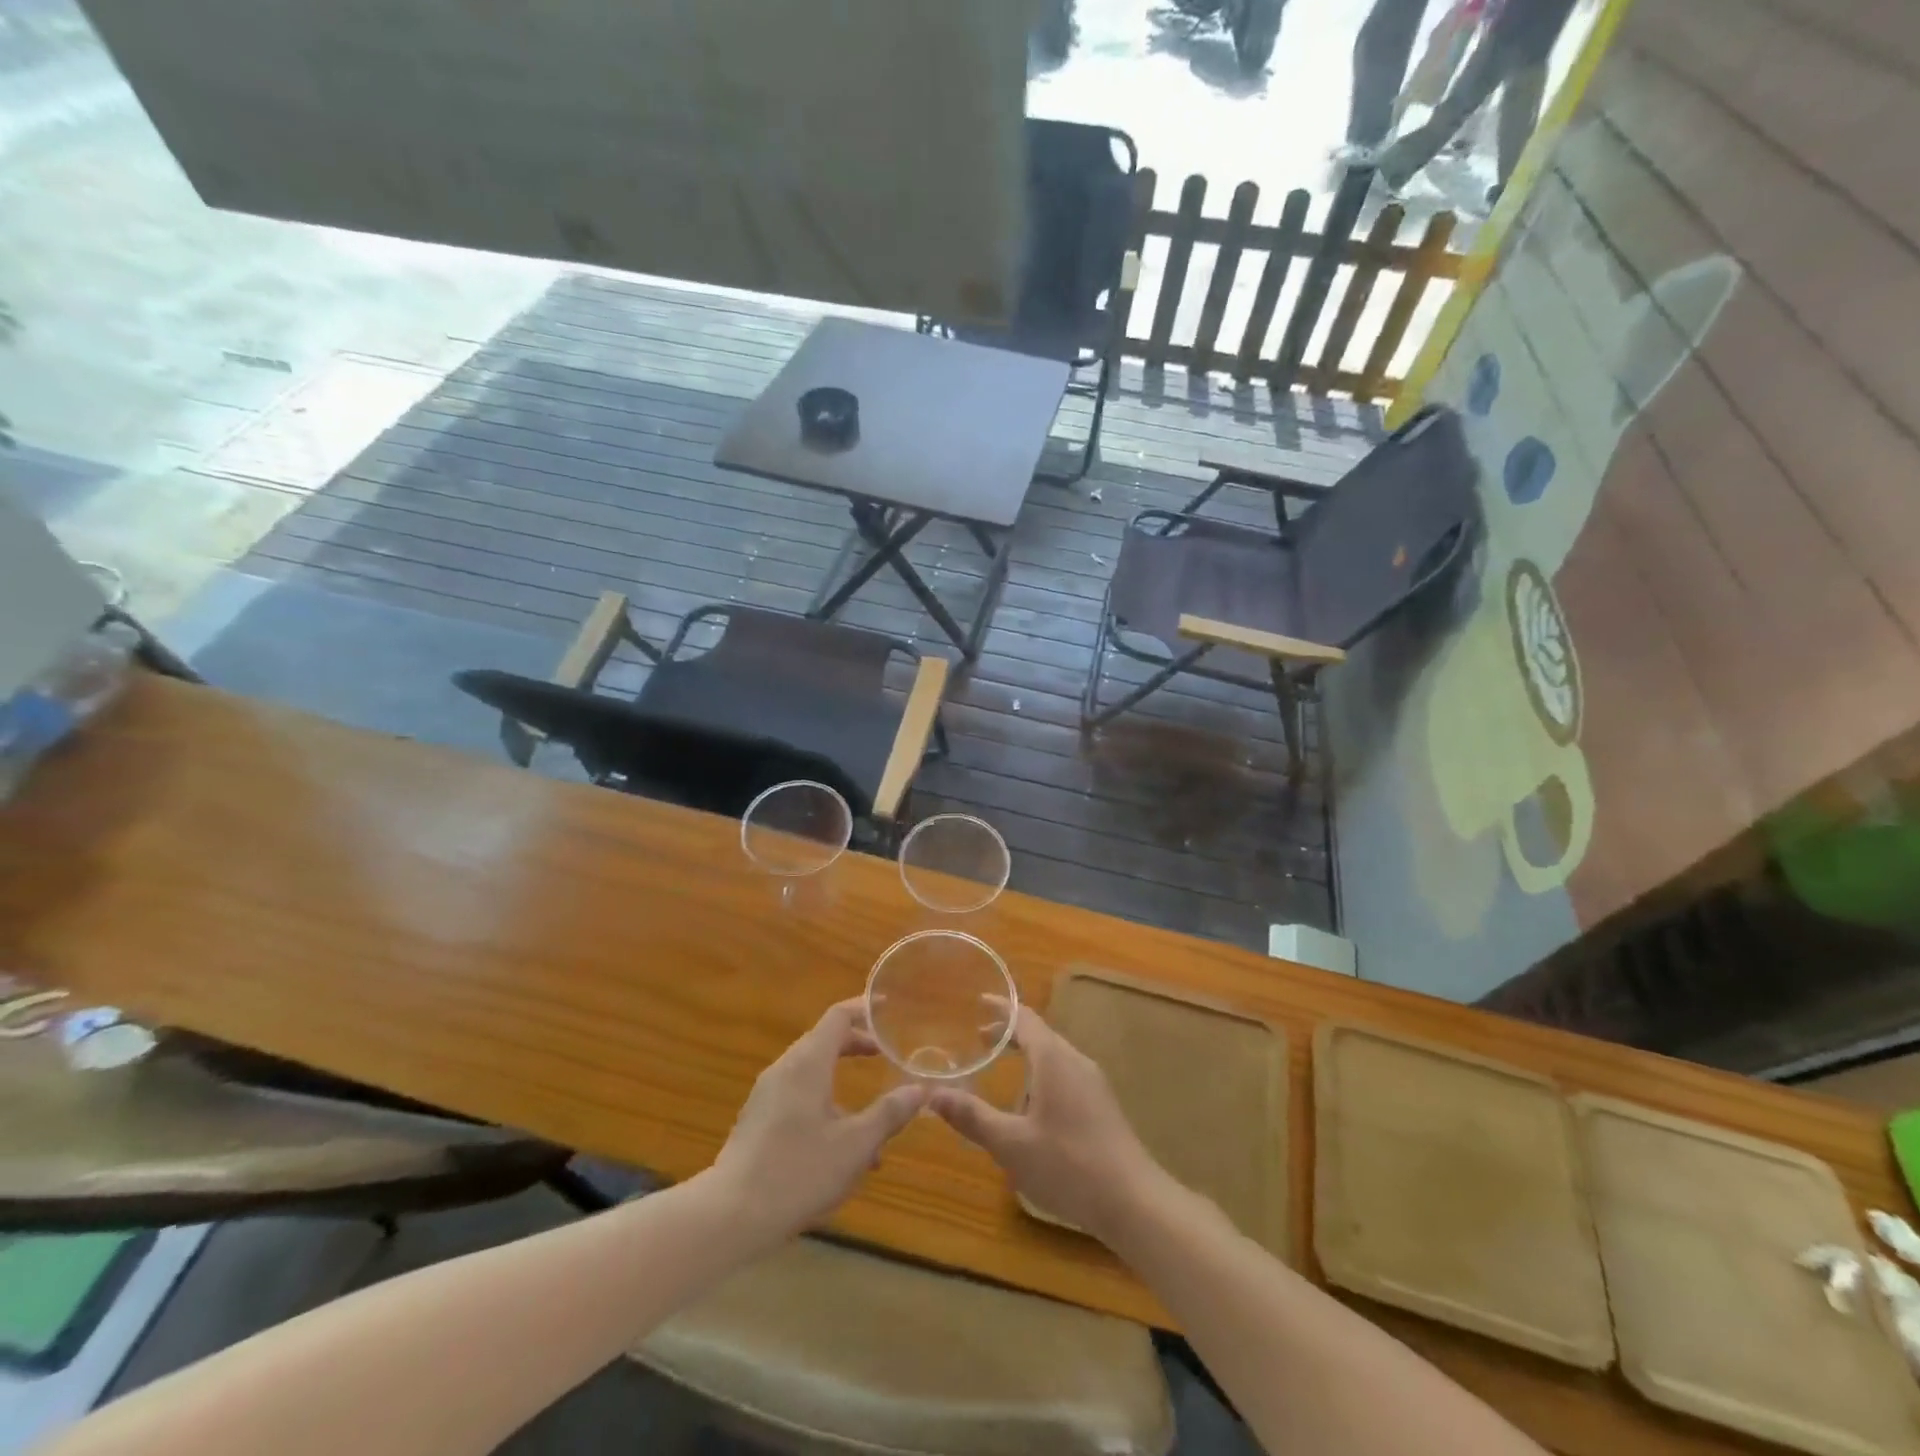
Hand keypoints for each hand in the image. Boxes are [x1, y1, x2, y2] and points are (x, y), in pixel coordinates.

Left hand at [711, 999, 926, 1244]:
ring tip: (874, 1122)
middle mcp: (785, 1069)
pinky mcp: (758, 1121)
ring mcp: (767, 1095)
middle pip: (824, 1041)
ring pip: (812, 1074)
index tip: (888, 1009)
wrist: (729, 1216)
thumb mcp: (855, 1146)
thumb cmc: (798, 1172)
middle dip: (857, 1046)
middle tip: (886, 1055)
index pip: (838, 1017)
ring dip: (843, 1085)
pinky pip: (798, 1097)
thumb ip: (889, 1114)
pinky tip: (842, 1152)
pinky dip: (825, 1105)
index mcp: (808, 1063)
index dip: (864, 1009)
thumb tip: (919, 1089)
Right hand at [930, 1005, 1168, 1244]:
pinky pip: (1065, 1074)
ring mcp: (1093, 1083)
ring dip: (1027, 1055)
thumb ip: (972, 1117)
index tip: (979, 1002)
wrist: (1134, 1202)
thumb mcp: (1011, 1144)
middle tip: (979, 1039)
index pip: (1024, 1019)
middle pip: (1040, 1034)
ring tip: (1002, 1070)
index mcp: (1053, 1059)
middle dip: (1009, 1034)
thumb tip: (932, 1094)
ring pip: (1054, 1056)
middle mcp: (1075, 1061)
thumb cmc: (1068, 1165)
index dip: (1001, 1009)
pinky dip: (1041, 1073)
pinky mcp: (1102, 1106)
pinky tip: (1033, 1106)